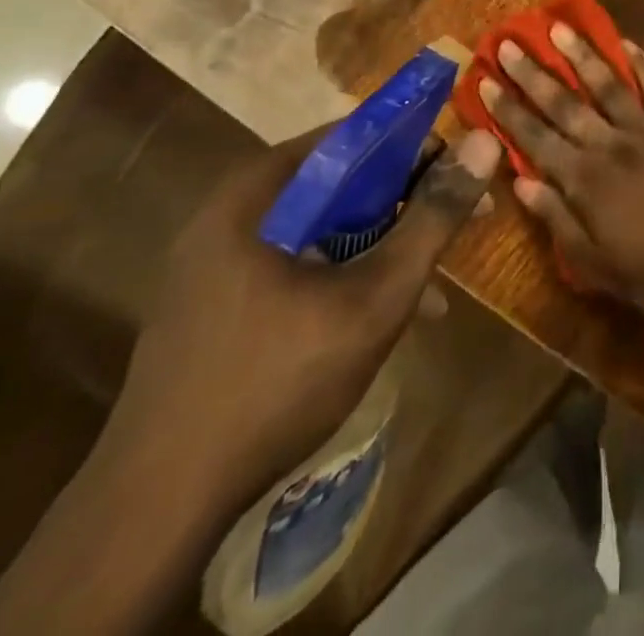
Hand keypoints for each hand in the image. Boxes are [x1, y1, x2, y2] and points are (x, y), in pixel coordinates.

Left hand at [104, 126, 502, 512]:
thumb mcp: (376, 296)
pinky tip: (382, 316)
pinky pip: (297, 262)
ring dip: (381, 245)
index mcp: (258, 191)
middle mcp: (233, 211)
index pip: (354, 134)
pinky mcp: (216, 301)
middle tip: (458, 226)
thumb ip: (434, 217)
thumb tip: (485, 142)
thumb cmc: (277, 381)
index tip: (461, 174)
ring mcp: (218, 259)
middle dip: (406, 203)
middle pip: (340, 181)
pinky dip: (344, 274)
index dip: (416, 146)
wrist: (157, 508)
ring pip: (322, 226)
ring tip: (432, 283)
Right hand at [480, 26, 643, 316]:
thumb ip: (557, 220)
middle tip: (509, 43)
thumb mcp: (595, 265)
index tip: (486, 82)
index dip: (508, 110)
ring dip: (581, 55)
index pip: (535, 138)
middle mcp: (610, 145)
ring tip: (559, 27)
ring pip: (608, 84)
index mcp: (585, 181)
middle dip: (533, 73)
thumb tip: (521, 182)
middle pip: (565, 103)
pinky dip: (642, 64)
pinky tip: (627, 43)